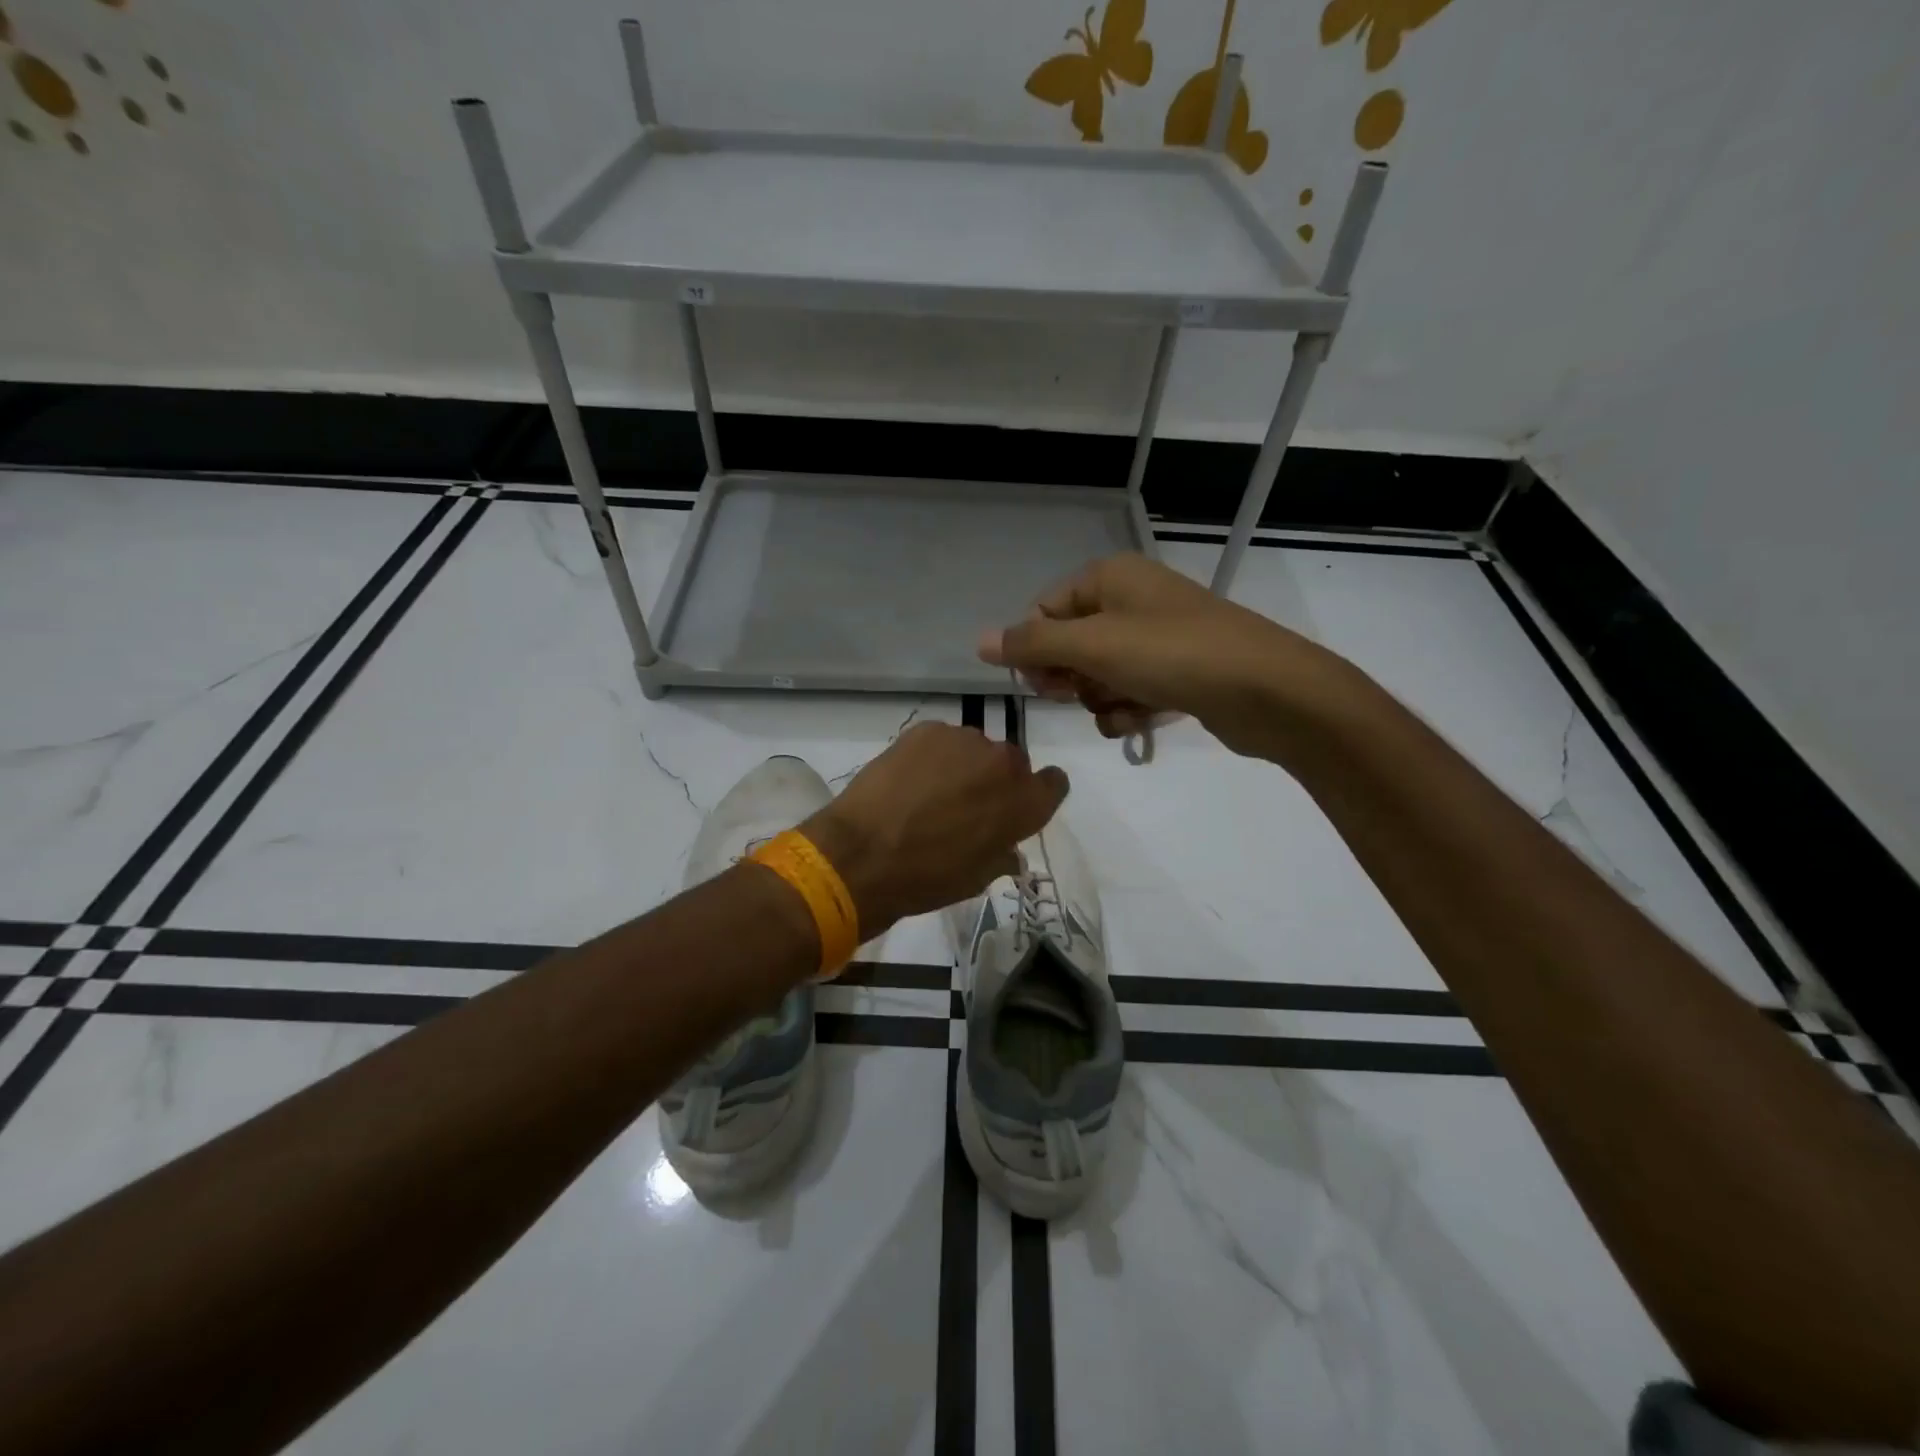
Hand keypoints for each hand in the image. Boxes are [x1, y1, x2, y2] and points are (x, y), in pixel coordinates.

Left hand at [802, 722, 1068, 934]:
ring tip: (930, 793)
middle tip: (965, 806)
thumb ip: (1002, 854)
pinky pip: (942, 741)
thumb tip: (1008, 850)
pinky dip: (932, 756)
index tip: (1016, 807)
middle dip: (995, 781)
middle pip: (1012, 764)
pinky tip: (909, 780)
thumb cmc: (928, 878)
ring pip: (975, 749)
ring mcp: (966, 740)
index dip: (1036, 794)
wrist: (863, 855)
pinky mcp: (928, 729)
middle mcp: (1005, 763)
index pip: (1054, 783)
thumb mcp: (977, 878)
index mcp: (1026, 802)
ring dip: (963, 766)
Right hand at [978, 552, 1332, 758]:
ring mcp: (1157, 638)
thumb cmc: (1172, 655)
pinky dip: (1129, 710)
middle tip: (1083, 694)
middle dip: (1072, 678)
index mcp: (1109, 578)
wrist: (1267, 690)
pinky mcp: (1178, 673)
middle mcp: (1131, 601)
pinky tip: (1142, 721)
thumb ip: (1032, 643)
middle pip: (1070, 645)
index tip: (1043, 683)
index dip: (1035, 651)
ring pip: (1099, 675)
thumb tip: (978, 640)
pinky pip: (1131, 692)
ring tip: (1124, 709)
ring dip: (1100, 700)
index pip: (1044, 611)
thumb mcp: (1093, 645)